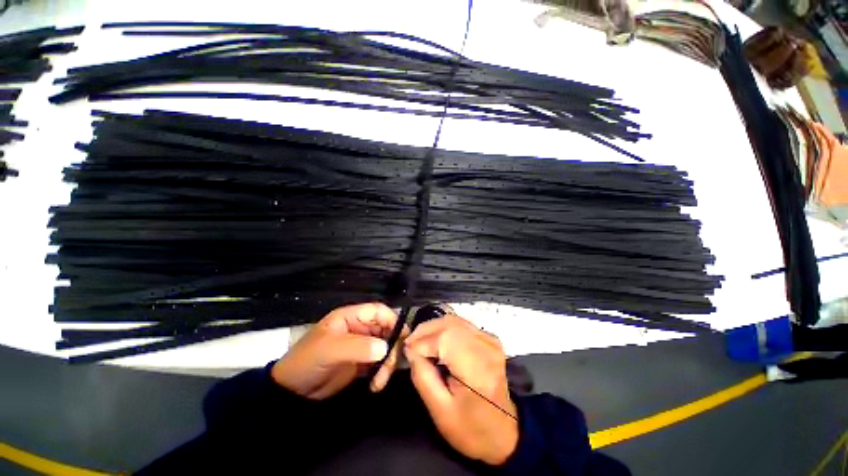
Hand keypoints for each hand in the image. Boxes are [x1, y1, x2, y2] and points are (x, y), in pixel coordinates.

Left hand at [271, 303, 402, 399]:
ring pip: (386, 347)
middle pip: (386, 329)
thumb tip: (386, 348)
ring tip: (380, 380)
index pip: (379, 311)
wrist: (292, 393)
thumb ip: (358, 346)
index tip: (403, 336)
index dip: (392, 320)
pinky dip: (382, 373)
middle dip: (392, 345)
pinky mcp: (361, 363)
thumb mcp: (330, 350)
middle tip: (391, 364)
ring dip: (388, 363)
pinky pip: (379, 363)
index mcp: (351, 317)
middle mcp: (359, 329)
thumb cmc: (307, 361)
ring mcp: (361, 346)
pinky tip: (376, 385)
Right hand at [404, 314, 518, 465]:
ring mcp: (490, 339)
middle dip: (425, 331)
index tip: (406, 349)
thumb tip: (410, 350)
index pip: (445, 339)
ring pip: (454, 320)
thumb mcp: (440, 411)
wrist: (503, 432)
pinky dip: (444, 328)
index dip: (422, 341)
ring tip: (420, 341)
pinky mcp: (489, 337)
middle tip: (410, 343)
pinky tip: (435, 341)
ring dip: (433, 328)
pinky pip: (461, 324)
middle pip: (449, 324)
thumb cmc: (471, 428)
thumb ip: (422, 376)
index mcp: (478, 370)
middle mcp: (487, 348)